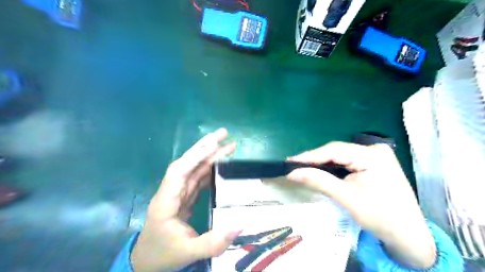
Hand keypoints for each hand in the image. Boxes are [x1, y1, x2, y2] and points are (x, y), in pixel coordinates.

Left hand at [131, 127, 241, 271]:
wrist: (148, 262)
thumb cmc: (163, 255)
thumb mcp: (189, 252)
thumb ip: (213, 242)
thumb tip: (240, 225)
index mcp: (166, 201)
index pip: (179, 171)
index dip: (195, 156)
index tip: (214, 145)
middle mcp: (171, 192)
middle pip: (187, 163)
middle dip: (204, 146)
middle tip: (224, 133)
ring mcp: (178, 193)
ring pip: (194, 169)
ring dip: (210, 156)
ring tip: (228, 146)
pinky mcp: (185, 197)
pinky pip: (198, 179)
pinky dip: (210, 170)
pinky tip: (221, 166)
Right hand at [285, 142, 437, 269]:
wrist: (408, 235)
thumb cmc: (380, 217)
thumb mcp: (346, 198)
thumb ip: (318, 181)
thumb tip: (291, 172)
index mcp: (373, 155)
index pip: (334, 150)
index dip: (309, 156)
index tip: (289, 162)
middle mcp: (375, 149)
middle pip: (337, 151)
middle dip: (315, 159)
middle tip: (293, 166)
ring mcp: (376, 154)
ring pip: (340, 155)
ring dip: (322, 162)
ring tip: (303, 168)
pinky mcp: (374, 161)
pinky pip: (347, 160)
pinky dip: (333, 166)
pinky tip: (321, 170)